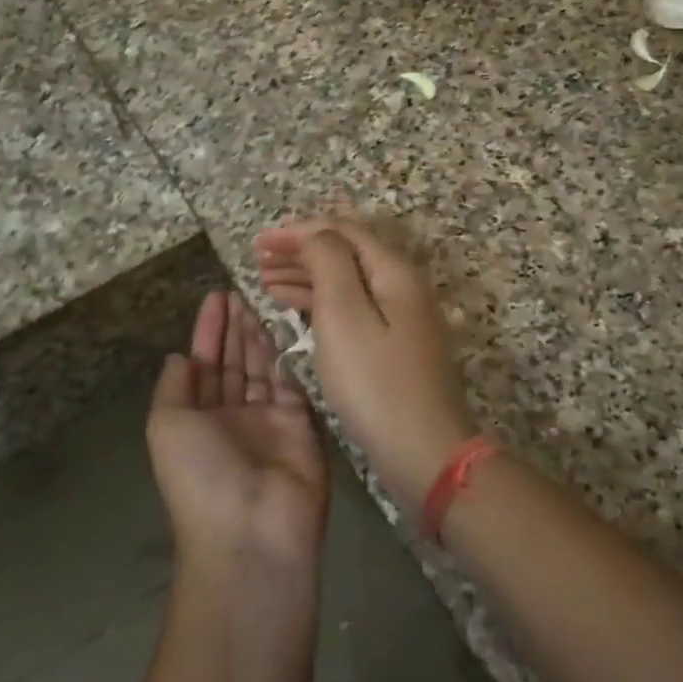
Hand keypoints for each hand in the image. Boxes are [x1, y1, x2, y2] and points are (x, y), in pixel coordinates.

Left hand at [147, 292, 329, 579]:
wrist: (252, 531)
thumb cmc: (200, 475)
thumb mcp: (167, 426)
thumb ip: (174, 385)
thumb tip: (180, 356)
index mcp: (196, 419)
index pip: (203, 365)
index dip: (207, 331)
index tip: (216, 296)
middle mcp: (230, 417)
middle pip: (233, 362)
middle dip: (234, 327)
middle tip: (241, 290)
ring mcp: (267, 420)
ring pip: (261, 367)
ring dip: (258, 334)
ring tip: (259, 299)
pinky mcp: (300, 423)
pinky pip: (291, 382)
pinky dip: (287, 355)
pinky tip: (284, 326)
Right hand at [255, 219, 475, 511]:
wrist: (424, 450)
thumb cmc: (375, 382)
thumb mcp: (344, 315)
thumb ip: (328, 263)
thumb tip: (315, 235)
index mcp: (394, 271)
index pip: (342, 230)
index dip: (298, 230)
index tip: (259, 242)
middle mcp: (403, 286)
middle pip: (346, 253)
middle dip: (300, 251)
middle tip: (258, 260)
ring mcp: (403, 316)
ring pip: (348, 281)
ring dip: (307, 276)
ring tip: (266, 283)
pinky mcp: (396, 344)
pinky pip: (353, 308)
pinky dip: (322, 303)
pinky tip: (297, 311)